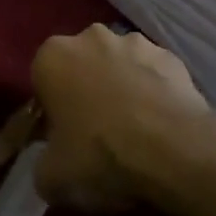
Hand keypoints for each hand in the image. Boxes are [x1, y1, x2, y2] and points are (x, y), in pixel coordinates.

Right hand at [31, 25, 210, 210]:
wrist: (173, 151)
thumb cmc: (100, 155)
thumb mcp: (51, 178)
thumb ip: (43, 163)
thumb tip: (52, 163)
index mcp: (52, 57)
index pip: (42, 81)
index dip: (51, 111)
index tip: (62, 139)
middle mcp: (90, 37)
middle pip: (81, 66)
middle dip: (86, 91)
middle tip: (97, 134)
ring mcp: (134, 42)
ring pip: (119, 66)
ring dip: (122, 88)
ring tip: (135, 132)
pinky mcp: (171, 56)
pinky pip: (154, 75)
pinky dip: (154, 92)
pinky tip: (162, 125)